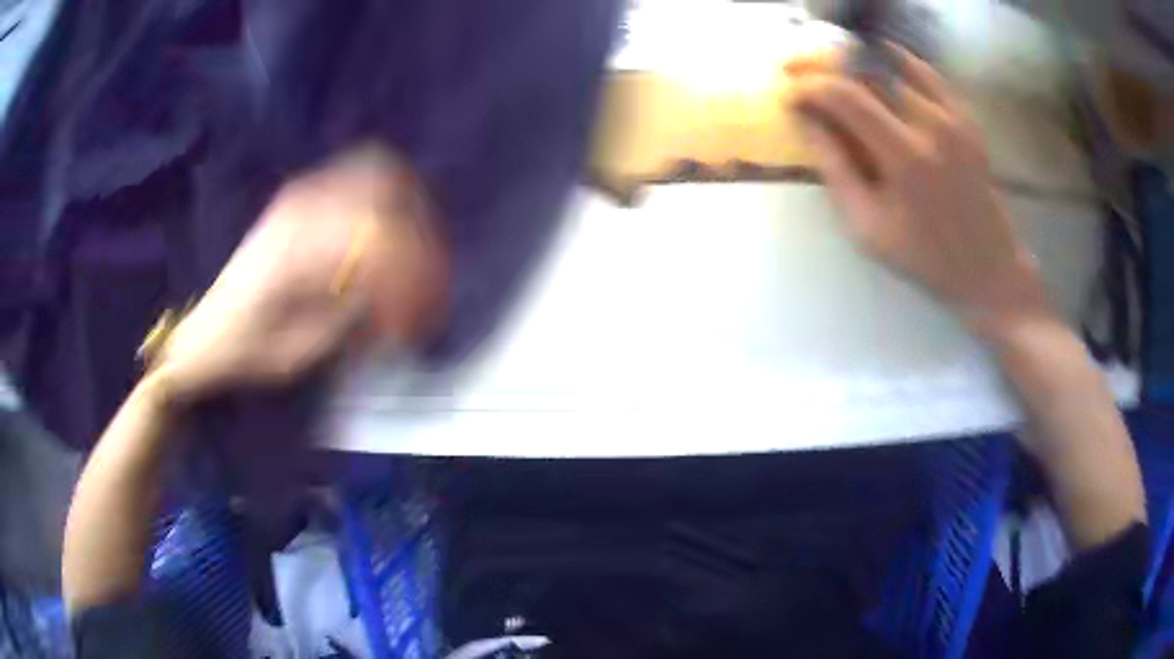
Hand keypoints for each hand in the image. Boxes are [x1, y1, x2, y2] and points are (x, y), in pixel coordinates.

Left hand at [155, 148, 448, 402]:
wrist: (203, 335)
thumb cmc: (246, 354)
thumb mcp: (298, 353)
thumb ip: (349, 313)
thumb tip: (395, 292)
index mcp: (296, 249)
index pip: (378, 241)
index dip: (410, 280)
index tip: (419, 322)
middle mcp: (301, 208)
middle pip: (387, 196)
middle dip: (421, 242)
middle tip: (430, 287)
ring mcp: (299, 196)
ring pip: (379, 173)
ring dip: (408, 215)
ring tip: (418, 261)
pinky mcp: (299, 198)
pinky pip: (359, 177)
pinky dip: (386, 202)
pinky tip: (390, 237)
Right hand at [789, 45, 1053, 339]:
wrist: (989, 268)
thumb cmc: (926, 258)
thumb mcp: (868, 229)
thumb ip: (836, 171)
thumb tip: (809, 123)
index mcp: (905, 156)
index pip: (845, 96)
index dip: (810, 87)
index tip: (791, 95)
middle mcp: (931, 124)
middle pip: (868, 73)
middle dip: (831, 74)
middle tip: (812, 86)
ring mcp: (953, 117)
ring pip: (896, 69)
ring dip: (863, 72)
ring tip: (846, 85)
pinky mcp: (967, 118)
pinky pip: (928, 74)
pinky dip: (900, 65)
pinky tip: (884, 73)